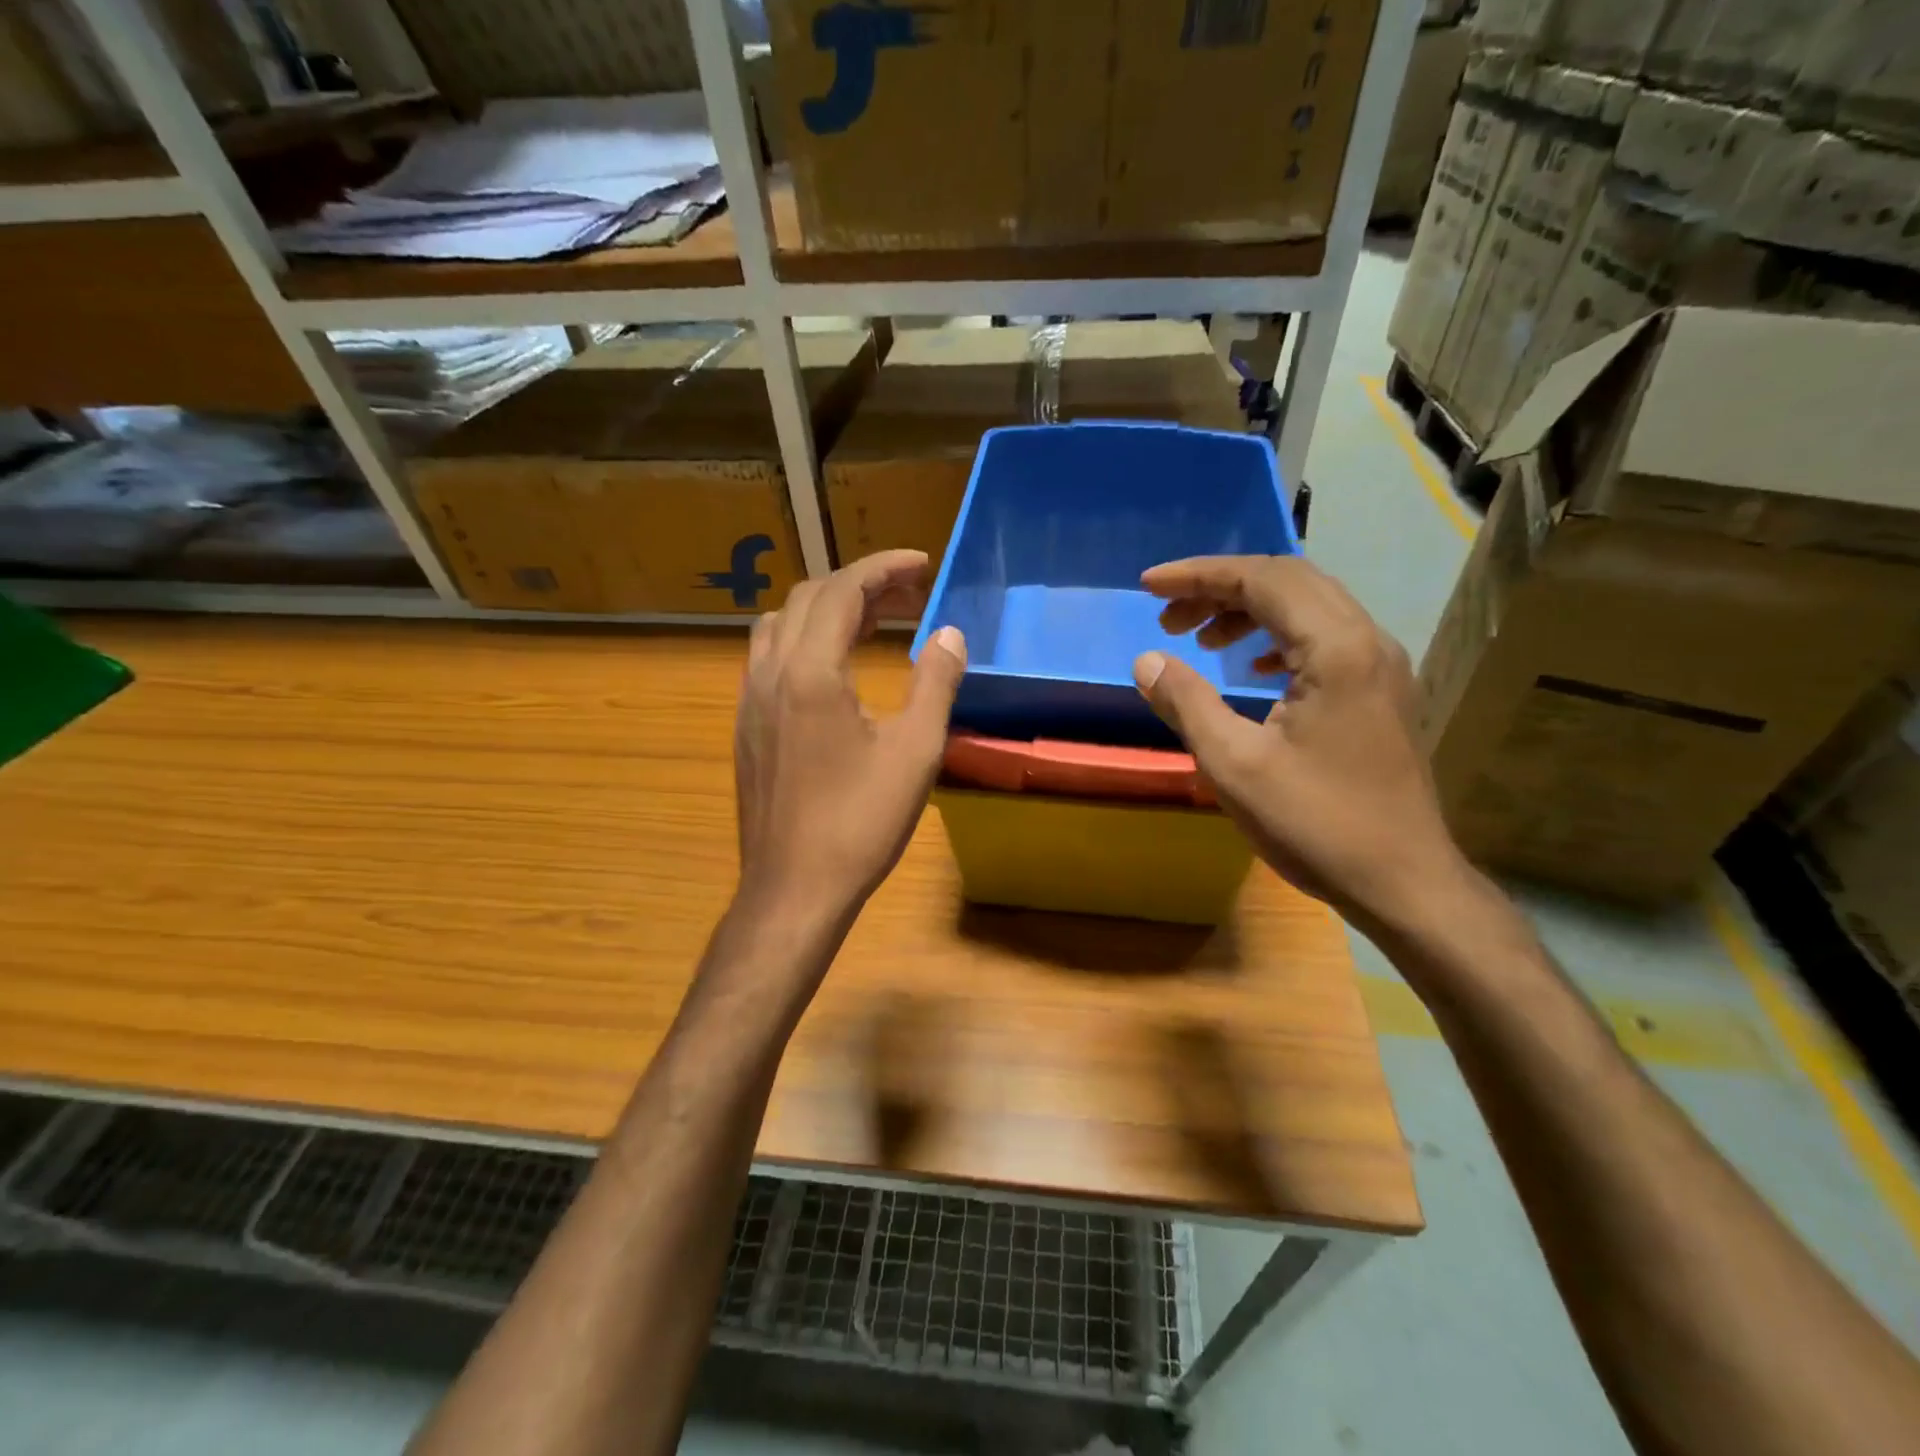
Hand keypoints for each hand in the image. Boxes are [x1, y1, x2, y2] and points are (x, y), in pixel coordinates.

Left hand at [733, 550, 966, 925]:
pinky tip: (833, 668)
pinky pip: (768, 657)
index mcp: (809, 672)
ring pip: (780, 624)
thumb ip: (934, 683)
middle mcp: (769, 673)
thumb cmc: (860, 823)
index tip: (922, 563)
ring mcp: (750, 700)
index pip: (843, 590)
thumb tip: (949, 634)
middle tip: (909, 595)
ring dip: (826, 608)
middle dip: (860, 584)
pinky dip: (804, 639)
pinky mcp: (746, 727)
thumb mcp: (915, 752)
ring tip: (872, 622)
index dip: (884, 567)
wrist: (794, 889)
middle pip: (808, 598)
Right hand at [1131, 555, 1467, 929]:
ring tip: (1198, 638)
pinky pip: (1323, 638)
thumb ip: (1186, 702)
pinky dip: (1276, 637)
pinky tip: (1249, 665)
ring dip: (1247, 611)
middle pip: (1288, 581)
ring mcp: (1380, 666)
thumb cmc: (1315, 824)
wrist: (1403, 883)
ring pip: (1308, 607)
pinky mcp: (1380, 692)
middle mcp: (1366, 641)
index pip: (1262, 580)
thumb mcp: (1234, 765)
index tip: (1148, 586)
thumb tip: (1146, 660)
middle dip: (1220, 588)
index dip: (1198, 575)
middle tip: (1167, 615)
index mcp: (1335, 649)